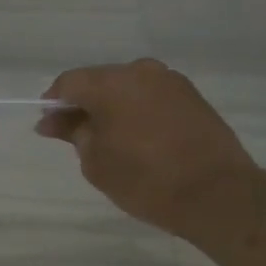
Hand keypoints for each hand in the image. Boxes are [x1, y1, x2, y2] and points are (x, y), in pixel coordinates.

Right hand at [38, 58, 256, 235]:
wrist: (216, 194)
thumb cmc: (145, 180)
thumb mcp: (96, 161)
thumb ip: (72, 133)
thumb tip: (52, 120)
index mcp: (111, 84)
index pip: (69, 82)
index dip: (54, 104)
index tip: (50, 128)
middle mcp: (141, 72)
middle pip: (98, 80)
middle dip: (83, 104)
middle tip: (74, 136)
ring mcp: (170, 81)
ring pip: (127, 87)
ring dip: (112, 107)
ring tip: (108, 140)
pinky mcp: (192, 95)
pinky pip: (150, 96)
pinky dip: (136, 111)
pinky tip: (136, 137)